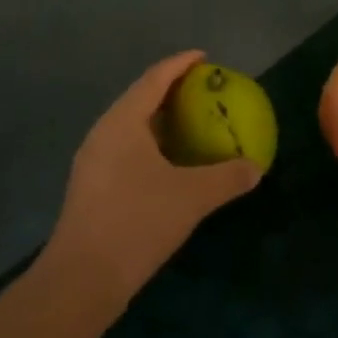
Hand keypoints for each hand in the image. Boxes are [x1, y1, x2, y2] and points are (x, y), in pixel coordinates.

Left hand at [43, 51, 260, 316]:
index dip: (181, 64)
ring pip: (130, 126)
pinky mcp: (91, 187)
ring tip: (189, 121)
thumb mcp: (191, 198)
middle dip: (170, 89)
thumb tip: (255, 168)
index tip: (204, 57)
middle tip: (202, 89)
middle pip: (140, 98)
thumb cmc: (137, 223)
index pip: (155, 78)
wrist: (82, 280)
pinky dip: (150, 144)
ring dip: (159, 119)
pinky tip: (169, 163)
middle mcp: (103, 133)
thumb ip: (227, 178)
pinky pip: (125, 149)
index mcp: (123, 122)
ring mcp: (93, 161)